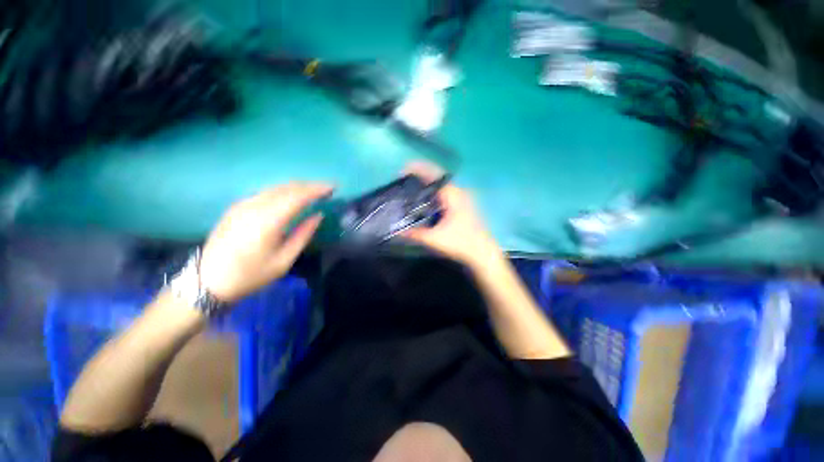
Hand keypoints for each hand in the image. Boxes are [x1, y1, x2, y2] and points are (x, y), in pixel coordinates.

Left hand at [200, 183, 332, 302]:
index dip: (317, 189)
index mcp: (268, 221)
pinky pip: (265, 192)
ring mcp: (243, 204)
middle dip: (310, 185)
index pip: (297, 196)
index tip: (333, 187)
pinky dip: (283, 191)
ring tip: (313, 191)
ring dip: (297, 187)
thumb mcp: (283, 261)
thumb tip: (318, 215)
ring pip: (275, 187)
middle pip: (287, 187)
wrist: (207, 282)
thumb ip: (303, 235)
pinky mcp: (237, 207)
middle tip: (327, 189)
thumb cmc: (250, 275)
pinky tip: (291, 197)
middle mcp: (254, 207)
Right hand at [401, 162, 503, 268]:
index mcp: (452, 195)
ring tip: (411, 187)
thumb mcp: (435, 238)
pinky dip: (433, 192)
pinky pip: (444, 193)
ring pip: (441, 186)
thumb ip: (415, 234)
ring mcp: (461, 198)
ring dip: (427, 184)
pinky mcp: (462, 205)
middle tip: (404, 179)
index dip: (418, 169)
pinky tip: (425, 200)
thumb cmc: (460, 242)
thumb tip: (397, 232)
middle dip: (421, 175)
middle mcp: (458, 192)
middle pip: (436, 178)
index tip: (403, 170)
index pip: (433, 175)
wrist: (482, 252)